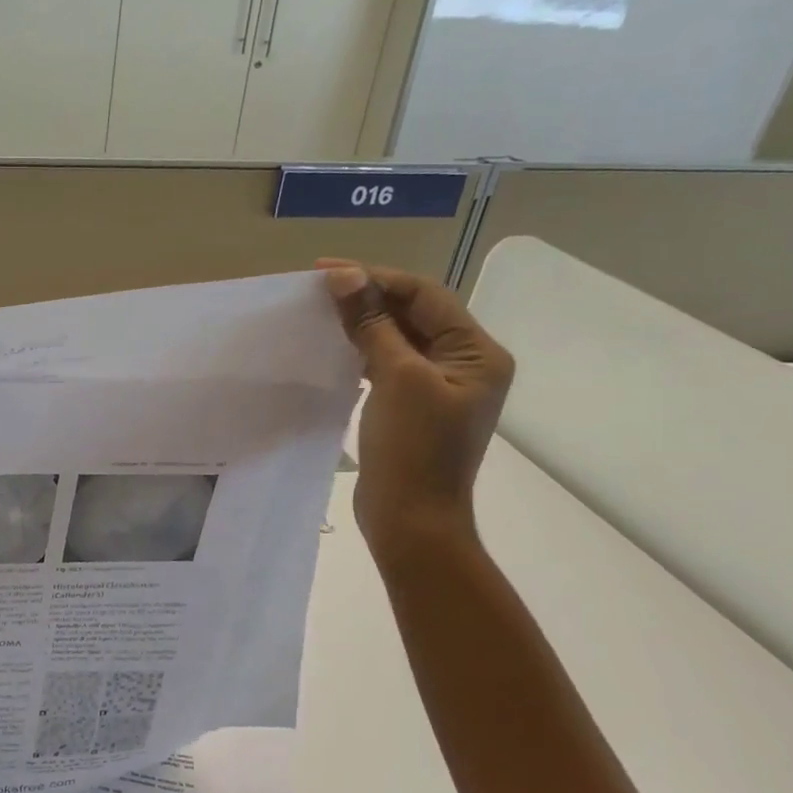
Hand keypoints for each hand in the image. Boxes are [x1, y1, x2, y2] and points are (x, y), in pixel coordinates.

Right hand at [316, 260, 514, 553]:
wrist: (412, 520)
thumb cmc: (413, 448)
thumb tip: (344, 276)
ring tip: (320, 312)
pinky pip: (387, 363)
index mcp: (477, 353)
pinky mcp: (413, 406)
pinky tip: (334, 347)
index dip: (377, 277)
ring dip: (362, 322)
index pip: (426, 295)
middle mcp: (464, 364)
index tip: (325, 271)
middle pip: (414, 314)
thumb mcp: (396, 378)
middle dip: (368, 296)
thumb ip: (372, 324)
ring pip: (398, 338)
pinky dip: (362, 349)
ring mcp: (439, 387)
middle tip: (316, 288)